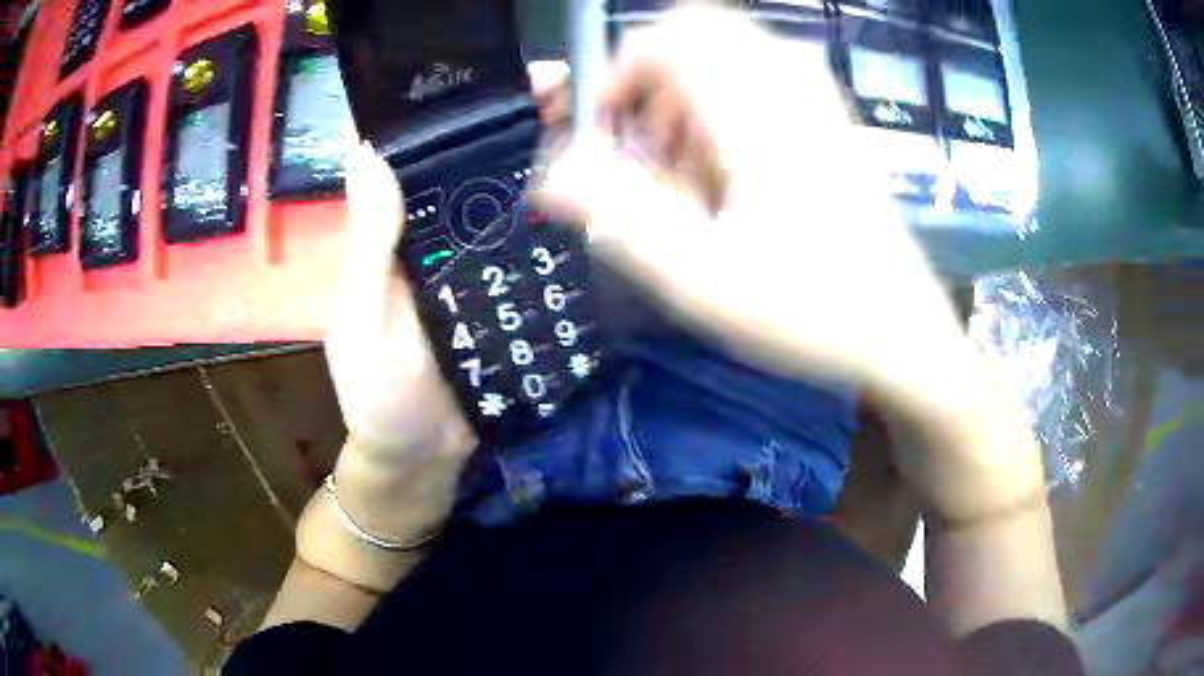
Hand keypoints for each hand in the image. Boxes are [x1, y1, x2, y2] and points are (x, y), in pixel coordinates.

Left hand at [324, 61, 572, 464]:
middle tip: (566, 87)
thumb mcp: (360, 320)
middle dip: (517, 119)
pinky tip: (599, 189)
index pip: (420, 151)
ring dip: (548, 156)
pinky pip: (540, 244)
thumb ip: (367, 247)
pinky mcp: (514, 292)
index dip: (453, 107)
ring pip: (515, 195)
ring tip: (593, 122)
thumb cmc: (377, 394)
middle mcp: (440, 232)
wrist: (423, 458)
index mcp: (396, 228)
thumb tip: (371, 154)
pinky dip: (566, 215)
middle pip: (476, 161)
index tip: (494, 76)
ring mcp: (481, 261)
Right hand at [537, 10, 1044, 520]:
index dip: (617, 74)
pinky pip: (762, 79)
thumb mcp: (702, 280)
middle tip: (642, 147)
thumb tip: (551, 172)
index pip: (667, 39)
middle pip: (698, 34)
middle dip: (651, 81)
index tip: (603, 134)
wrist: (904, 333)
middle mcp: (791, 87)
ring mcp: (820, 101)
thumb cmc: (811, 312)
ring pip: (729, 55)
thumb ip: (619, 217)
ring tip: (682, 173)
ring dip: (686, 97)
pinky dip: (723, 108)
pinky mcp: (832, 122)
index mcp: (758, 112)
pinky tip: (728, 172)